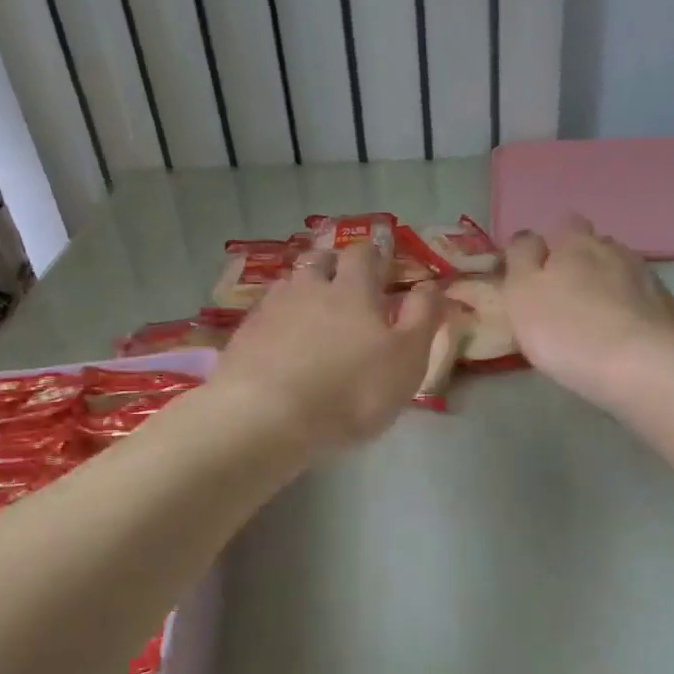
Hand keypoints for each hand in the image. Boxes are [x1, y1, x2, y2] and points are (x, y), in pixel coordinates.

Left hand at [215, 244, 443, 450]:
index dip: (374, 255)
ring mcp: (271, 310)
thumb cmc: (352, 391)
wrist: (267, 418)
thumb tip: (431, 285)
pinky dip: (276, 319)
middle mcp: (309, 288)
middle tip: (344, 281)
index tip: (382, 263)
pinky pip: (263, 315)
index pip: (363, 254)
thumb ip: (423, 317)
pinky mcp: (243, 337)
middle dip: (333, 264)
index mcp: (353, 289)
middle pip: (319, 260)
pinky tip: (280, 340)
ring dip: (302, 289)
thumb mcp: (407, 359)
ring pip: (289, 284)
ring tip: (310, 309)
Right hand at [500, 214, 673, 404]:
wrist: (643, 366)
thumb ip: (521, 258)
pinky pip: (640, 300)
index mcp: (575, 242)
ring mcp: (646, 277)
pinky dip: (629, 311)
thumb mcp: (522, 292)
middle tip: (565, 299)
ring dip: (607, 287)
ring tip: (595, 320)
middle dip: (581, 264)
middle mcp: (614, 249)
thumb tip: (528, 239)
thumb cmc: (568, 329)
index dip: (551, 246)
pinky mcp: (667, 307)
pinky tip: (621, 335)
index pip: (562, 224)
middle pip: (594, 247)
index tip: (538, 275)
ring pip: (619, 272)